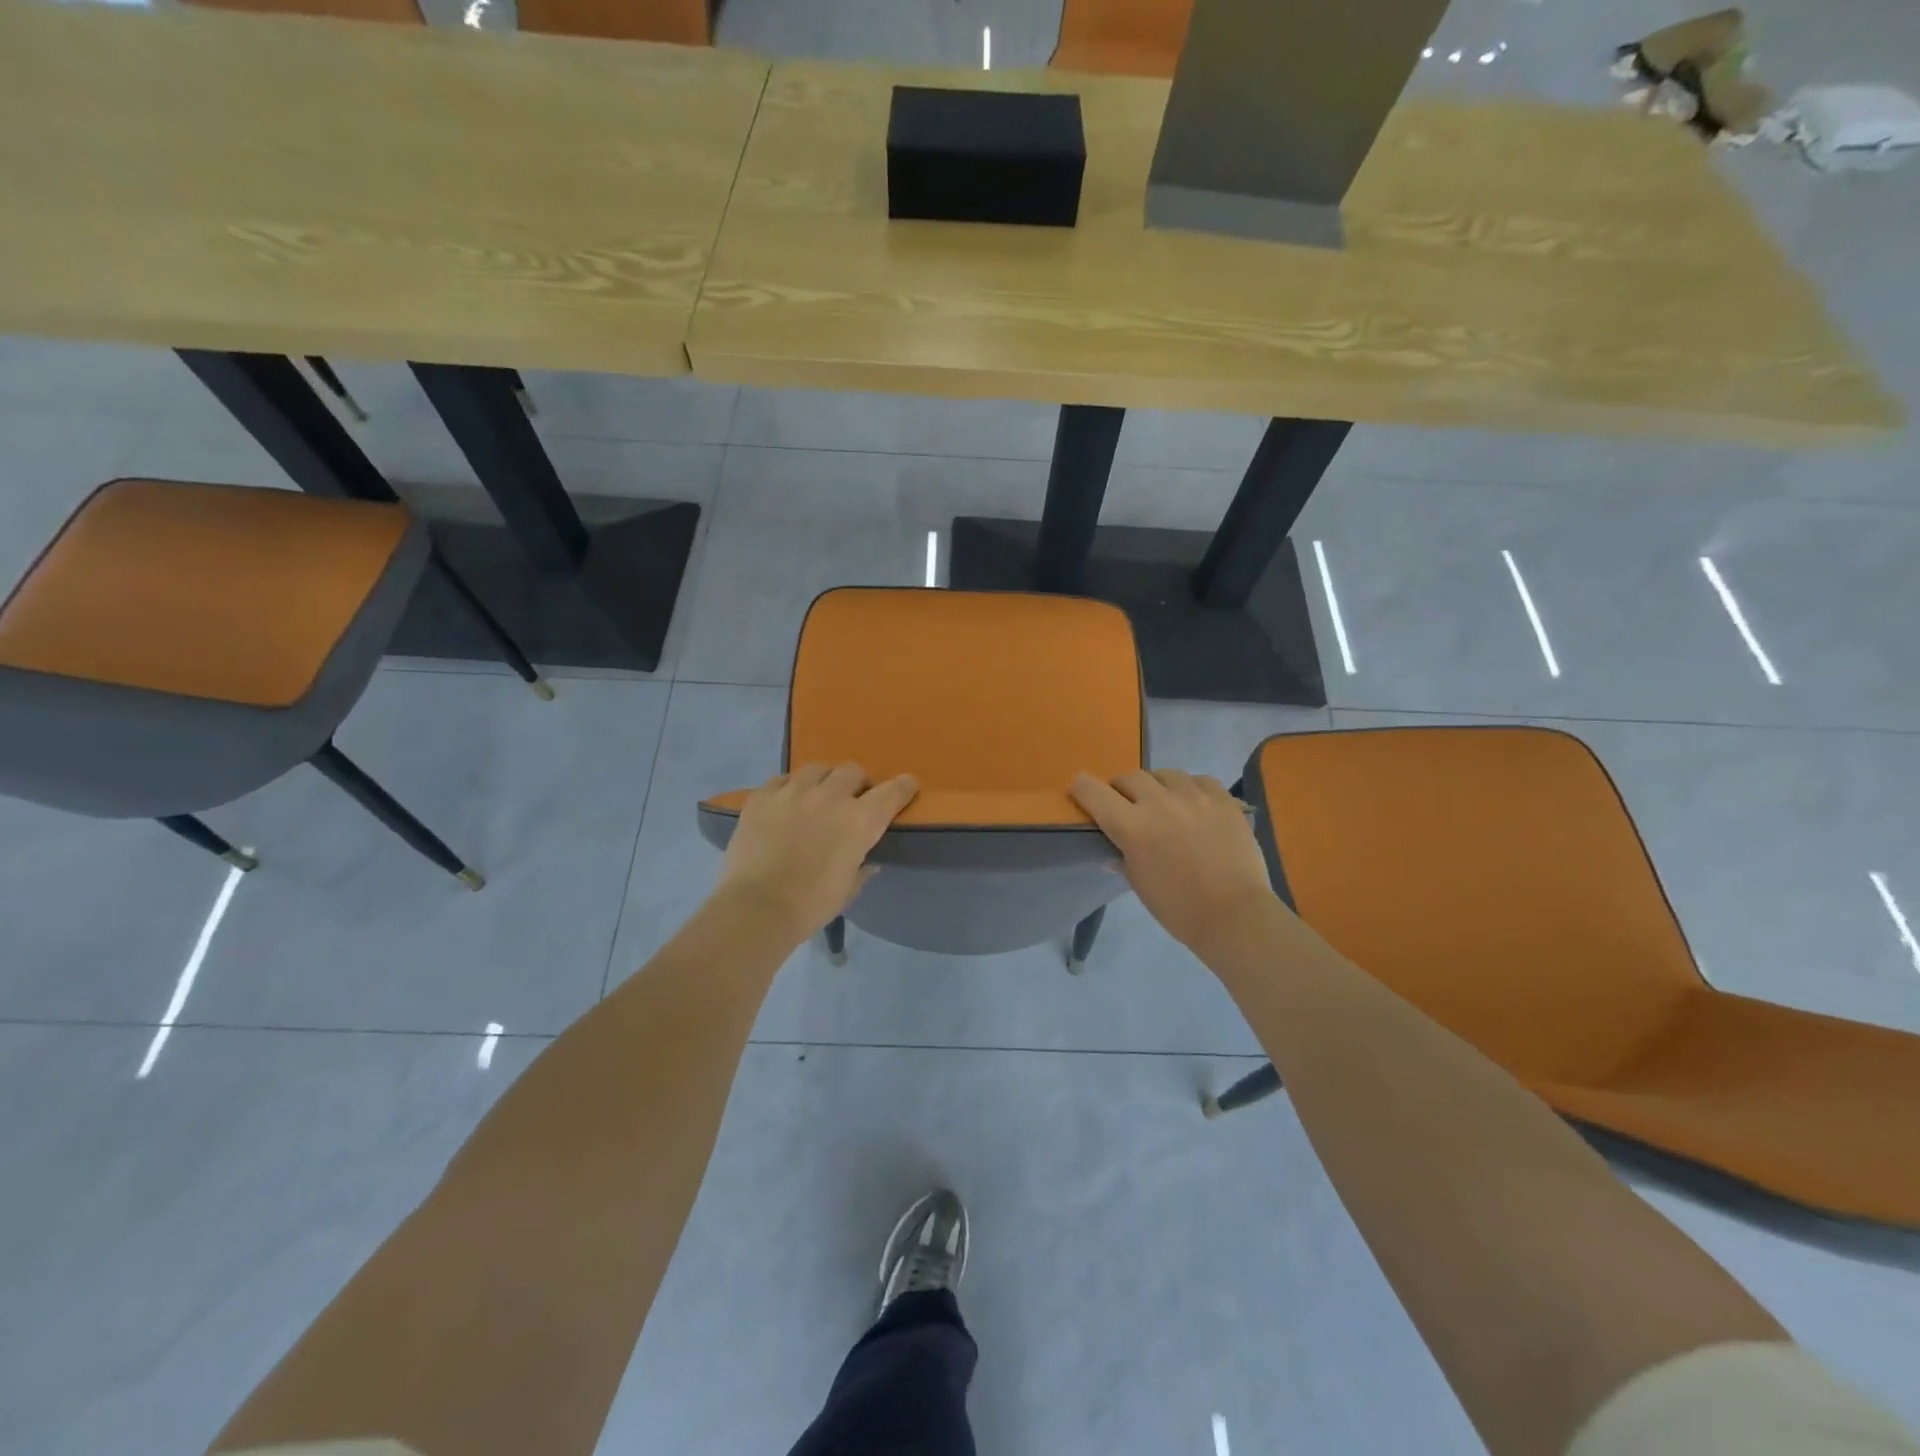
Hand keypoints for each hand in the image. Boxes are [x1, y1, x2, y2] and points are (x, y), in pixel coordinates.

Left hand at [716, 763, 918, 940]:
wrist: (757, 909)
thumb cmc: (811, 905)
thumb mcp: (848, 889)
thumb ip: (861, 868)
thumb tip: (867, 861)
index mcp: (860, 821)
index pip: (892, 791)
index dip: (903, 787)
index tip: (906, 786)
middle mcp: (830, 796)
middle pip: (853, 770)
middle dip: (857, 783)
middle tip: (852, 801)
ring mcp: (793, 792)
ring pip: (817, 768)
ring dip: (823, 780)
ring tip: (816, 797)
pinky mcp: (761, 797)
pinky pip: (781, 780)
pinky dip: (789, 788)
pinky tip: (786, 803)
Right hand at [1071, 769, 1278, 955]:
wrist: (1235, 916)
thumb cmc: (1178, 909)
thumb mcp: (1140, 885)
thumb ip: (1122, 859)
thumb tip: (1111, 852)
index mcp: (1132, 827)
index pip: (1095, 792)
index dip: (1082, 788)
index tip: (1080, 789)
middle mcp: (1159, 803)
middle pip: (1130, 777)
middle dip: (1121, 788)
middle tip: (1126, 803)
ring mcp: (1194, 797)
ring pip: (1165, 774)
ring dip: (1156, 785)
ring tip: (1163, 802)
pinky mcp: (1223, 800)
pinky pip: (1199, 780)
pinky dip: (1190, 788)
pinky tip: (1194, 804)